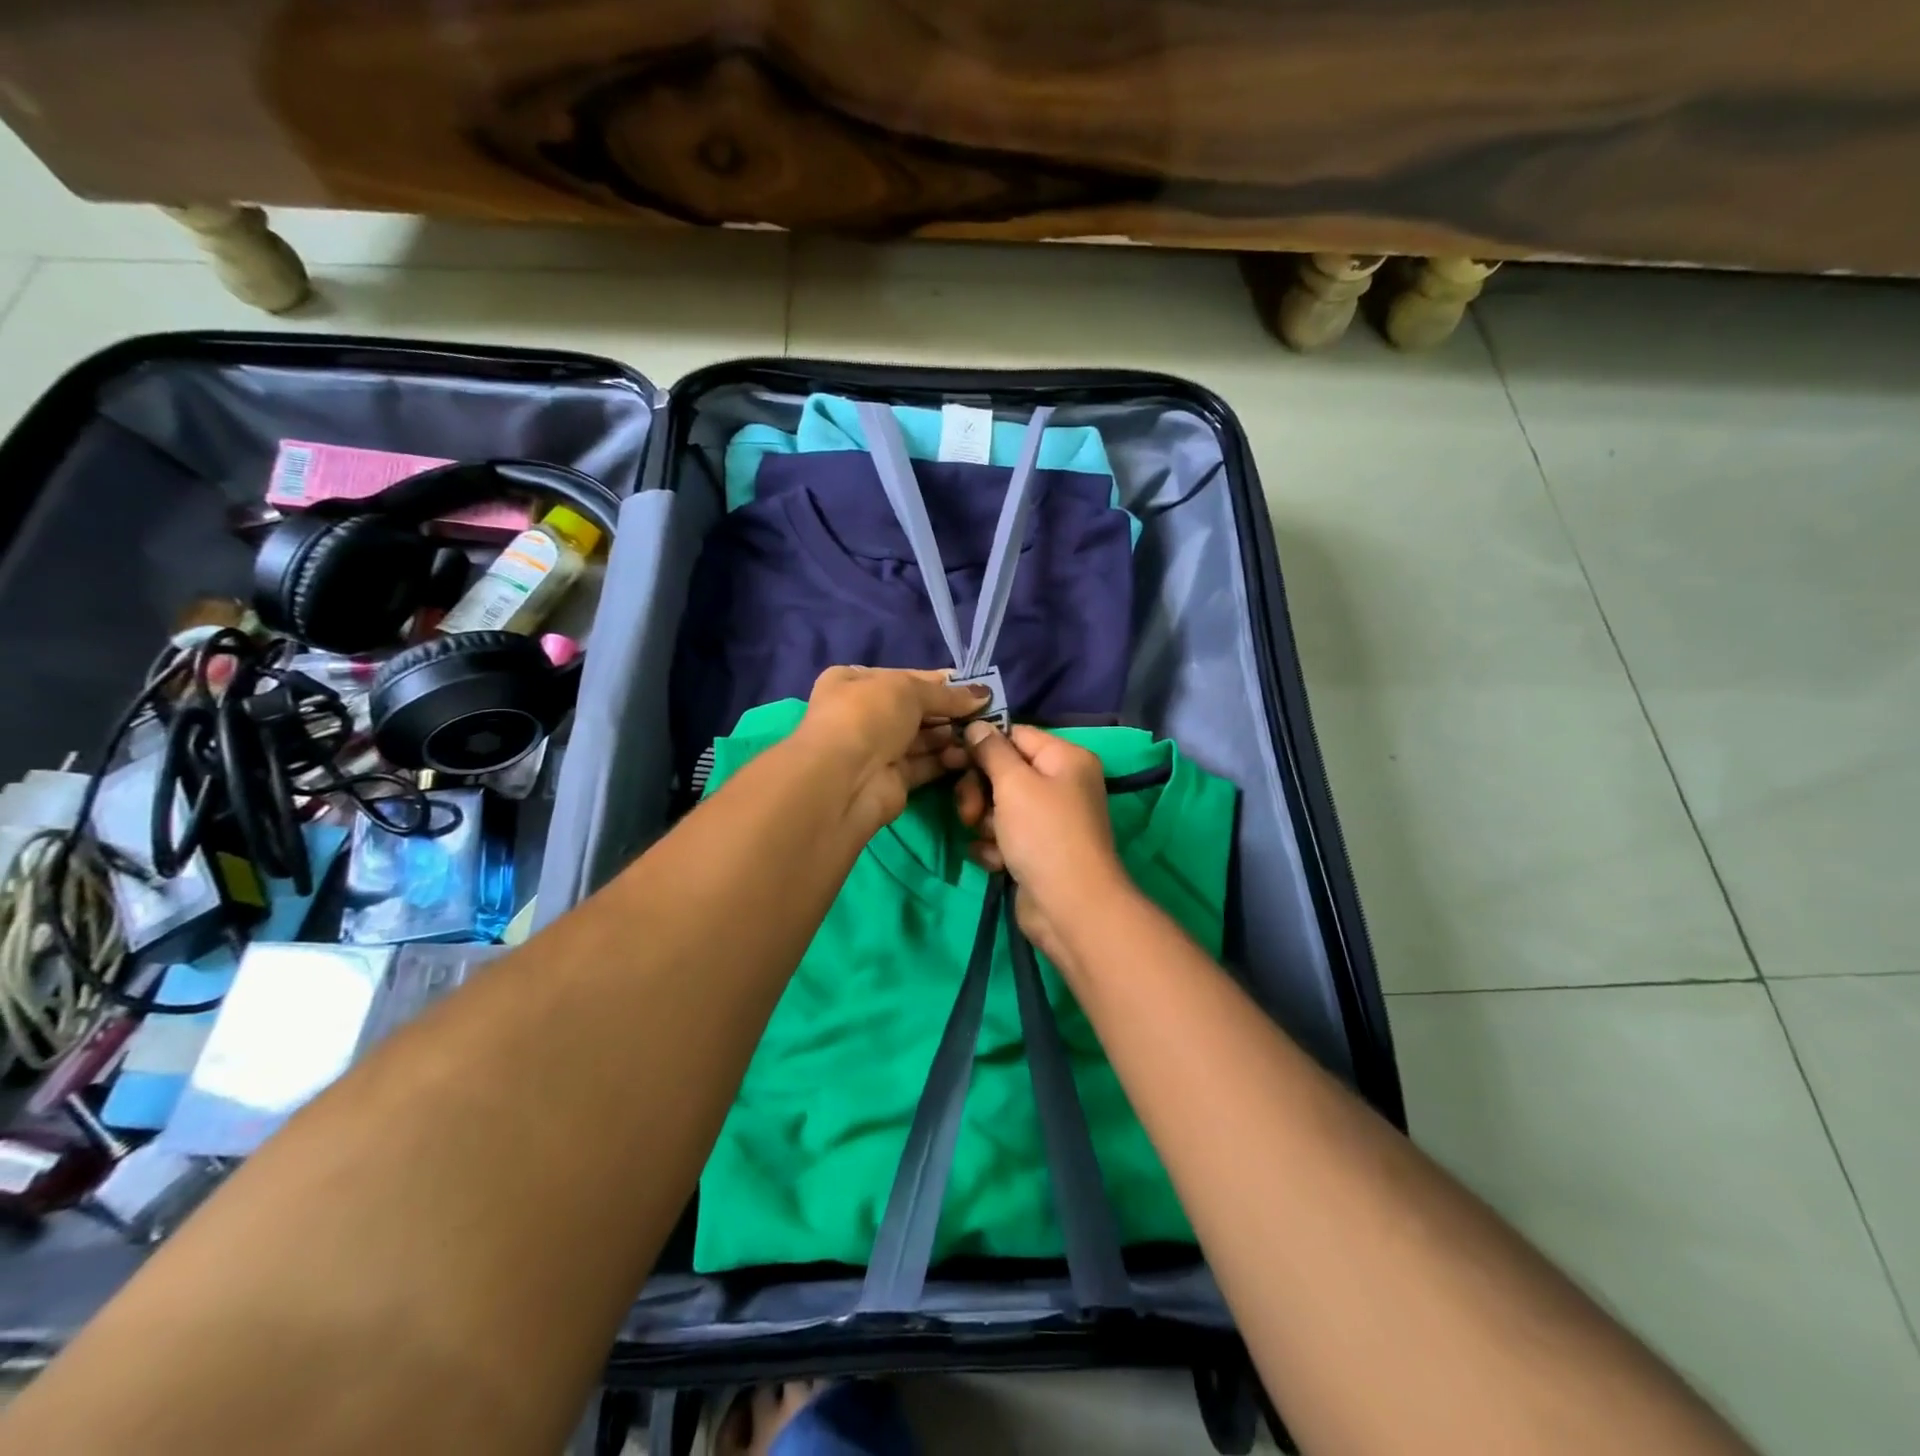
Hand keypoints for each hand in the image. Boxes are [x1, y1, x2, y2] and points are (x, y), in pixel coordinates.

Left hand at [792, 666, 985, 830]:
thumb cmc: (868, 716)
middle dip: (951, 711)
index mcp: (855, 681)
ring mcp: (877, 748)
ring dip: (952, 736)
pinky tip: (970, 755)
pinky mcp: (893, 779)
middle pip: (916, 710)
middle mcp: (864, 714)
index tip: (976, 687)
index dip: (942, 682)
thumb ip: (947, 693)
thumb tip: (983, 693)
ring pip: (923, 739)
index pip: (906, 677)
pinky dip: (947, 759)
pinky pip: (926, 764)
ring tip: (982, 734)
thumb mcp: (907, 690)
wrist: (845, 779)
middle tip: (988, 713)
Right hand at [955, 722, 1136, 960]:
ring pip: (999, 807)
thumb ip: (991, 751)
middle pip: (1004, 772)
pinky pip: (1004, 837)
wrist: (1070, 907)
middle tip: (969, 812)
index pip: (1015, 735)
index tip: (952, 758)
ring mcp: (1049, 820)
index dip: (983, 745)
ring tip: (988, 840)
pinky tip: (996, 862)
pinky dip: (995, 848)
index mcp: (1065, 759)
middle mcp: (1061, 785)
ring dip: (984, 823)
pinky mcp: (1037, 851)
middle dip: (979, 791)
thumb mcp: (1014, 784)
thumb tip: (977, 725)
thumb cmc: (1044, 834)